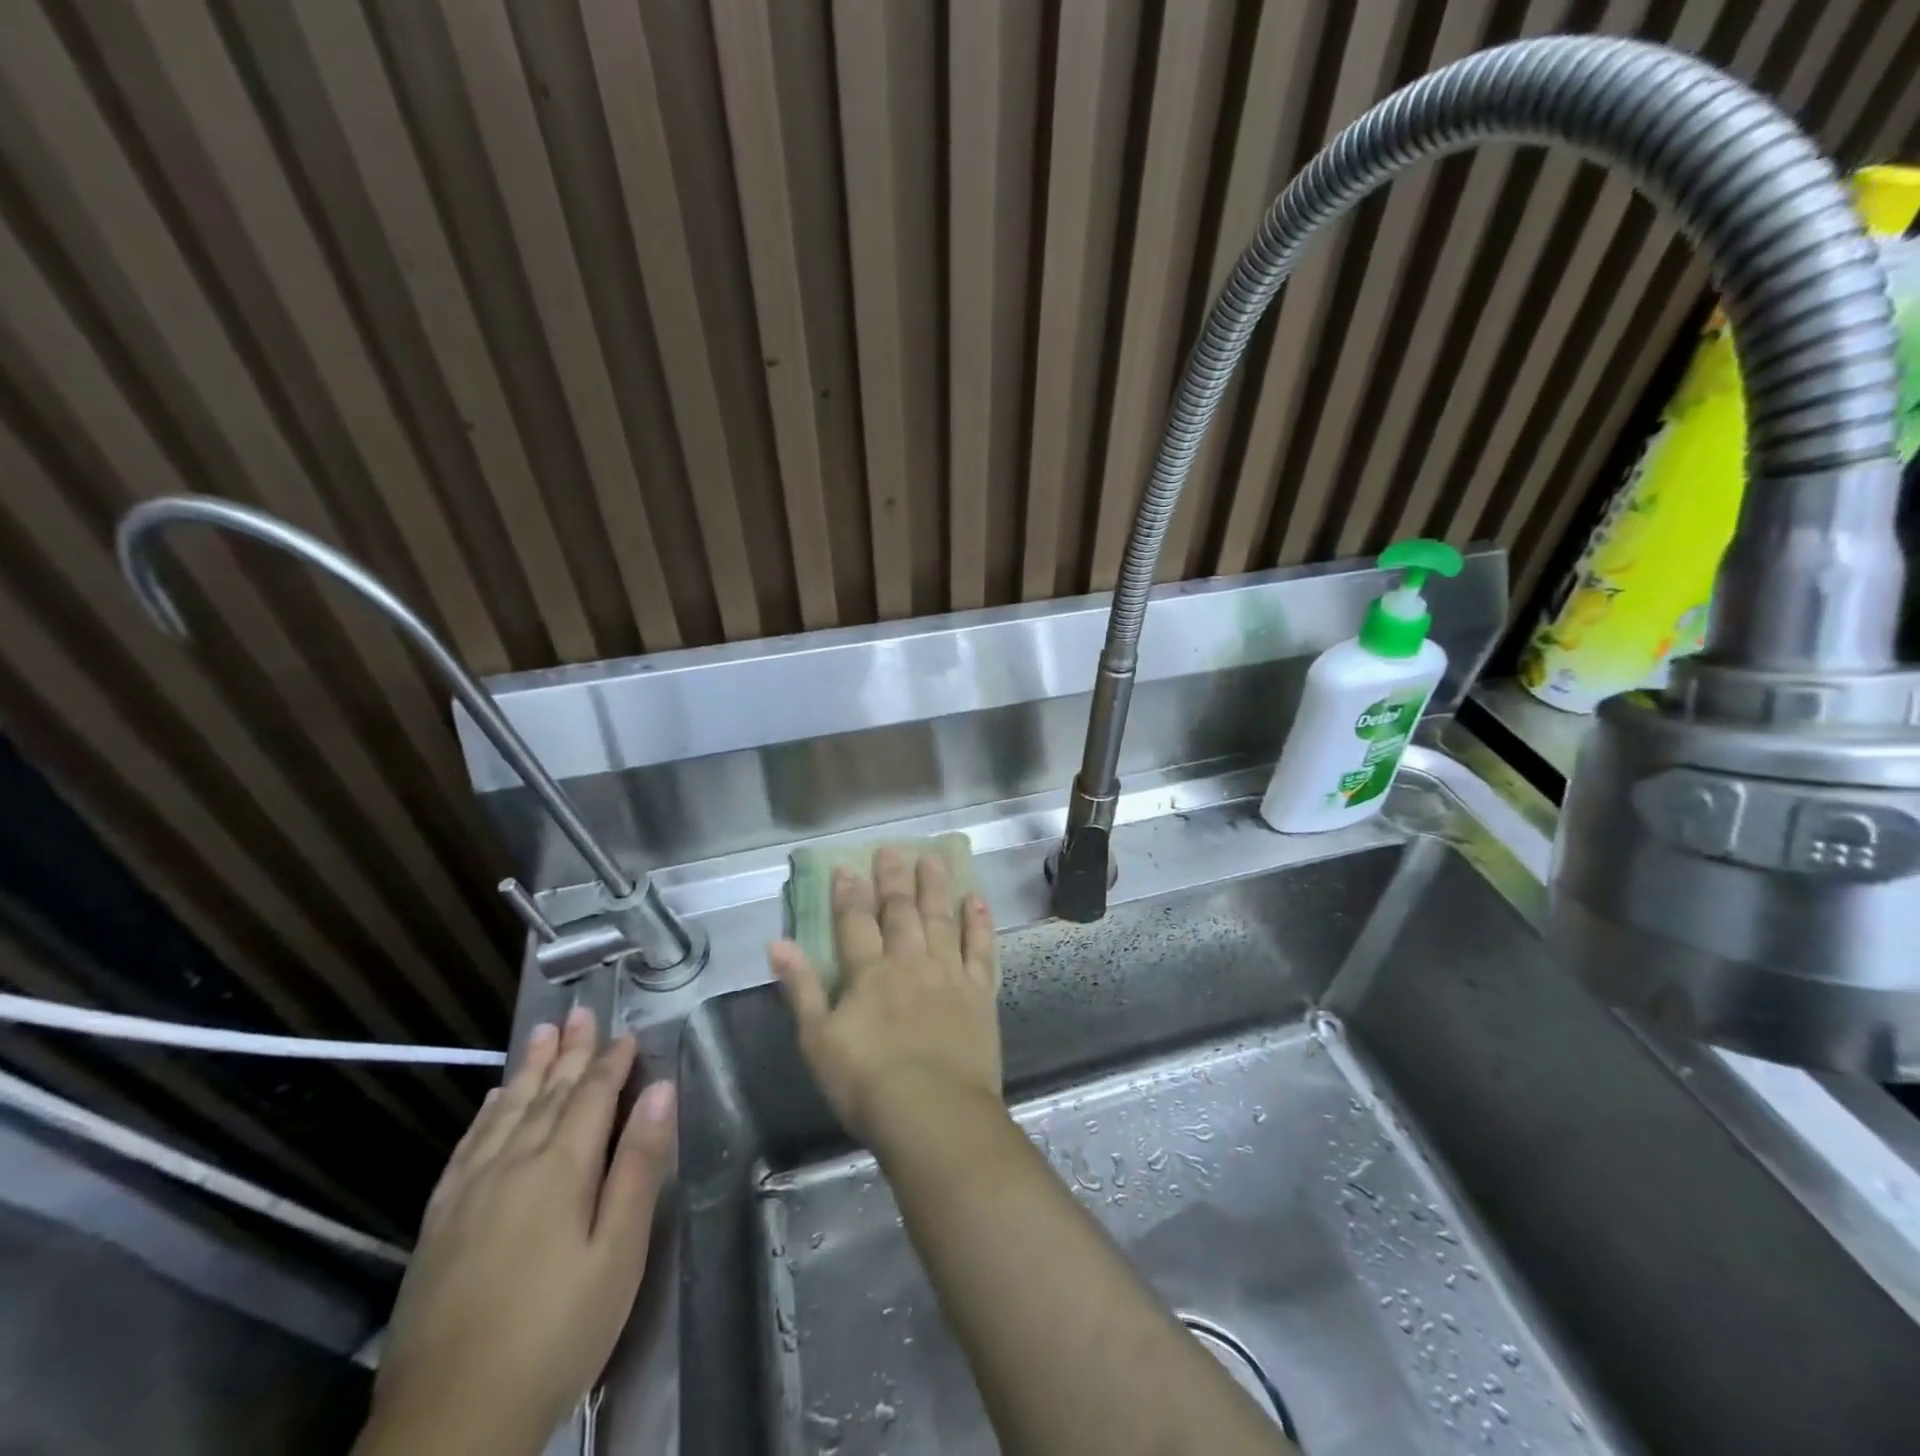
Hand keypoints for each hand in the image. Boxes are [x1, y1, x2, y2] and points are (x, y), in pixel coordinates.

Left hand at [354, 1007, 675, 1455]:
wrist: (450, 1424)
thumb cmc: (557, 1333)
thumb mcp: (618, 1253)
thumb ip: (639, 1166)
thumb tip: (661, 1092)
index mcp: (560, 1169)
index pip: (592, 1097)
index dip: (613, 1062)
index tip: (629, 1034)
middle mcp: (511, 1165)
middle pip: (547, 1094)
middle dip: (570, 1052)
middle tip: (580, 1013)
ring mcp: (468, 1192)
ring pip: (505, 1111)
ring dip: (528, 1069)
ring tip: (542, 1034)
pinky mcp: (438, 1223)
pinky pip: (467, 1147)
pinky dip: (485, 1115)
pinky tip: (491, 1102)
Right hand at [770, 847, 1000, 1147]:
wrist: (932, 1113)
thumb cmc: (866, 1083)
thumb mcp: (817, 1041)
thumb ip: (800, 988)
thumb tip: (776, 944)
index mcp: (869, 973)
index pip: (855, 922)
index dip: (849, 894)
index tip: (847, 867)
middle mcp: (909, 962)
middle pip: (900, 911)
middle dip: (893, 879)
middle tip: (892, 849)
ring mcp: (948, 973)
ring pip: (940, 919)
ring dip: (935, 886)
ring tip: (933, 858)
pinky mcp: (979, 992)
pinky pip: (980, 948)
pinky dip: (978, 922)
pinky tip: (976, 899)